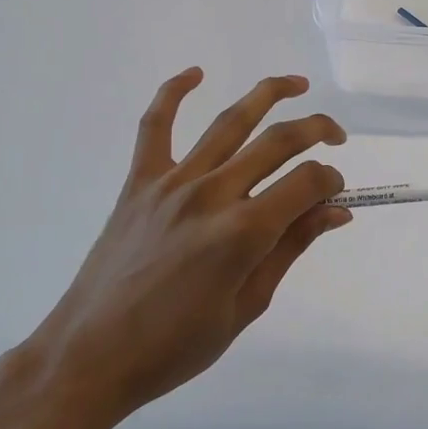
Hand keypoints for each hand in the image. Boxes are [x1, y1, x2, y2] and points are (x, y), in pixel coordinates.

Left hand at [27, 69, 349, 428]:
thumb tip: (336, 211)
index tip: (335, 195)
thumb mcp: (248, 305)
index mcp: (244, 232)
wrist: (91, 355)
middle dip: (317, 130)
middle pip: (278, 141)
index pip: (307, 182)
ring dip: (268, 94)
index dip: (331, 180)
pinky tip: (195, 73)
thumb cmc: (176, 345)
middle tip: (337, 136)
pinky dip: (173, 92)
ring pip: (229, 122)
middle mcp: (212, 194)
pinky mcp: (139, 182)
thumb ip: (292, 248)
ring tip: (297, 84)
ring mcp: (172, 182)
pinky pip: (155, 126)